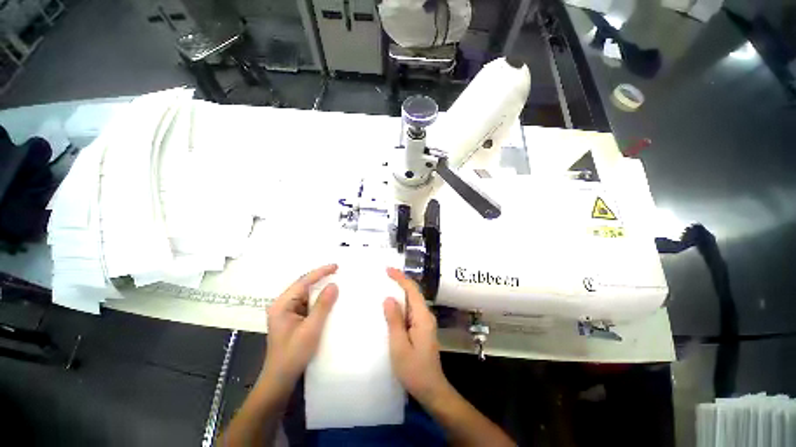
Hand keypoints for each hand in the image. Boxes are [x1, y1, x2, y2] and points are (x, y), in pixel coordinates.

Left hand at [262, 264, 338, 388]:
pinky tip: (329, 299)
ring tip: (337, 282)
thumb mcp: (311, 329)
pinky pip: (308, 303)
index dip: (320, 272)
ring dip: (321, 289)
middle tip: (339, 273)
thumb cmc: (293, 354)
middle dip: (321, 278)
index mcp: (282, 305)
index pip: (303, 282)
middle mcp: (283, 305)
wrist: (281, 379)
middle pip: (304, 286)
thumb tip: (334, 285)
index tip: (336, 266)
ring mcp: (288, 312)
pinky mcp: (293, 318)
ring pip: (307, 294)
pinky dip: (319, 300)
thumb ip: (323, 306)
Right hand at [383, 267, 450, 404]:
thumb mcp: (399, 346)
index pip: (412, 290)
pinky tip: (392, 304)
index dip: (401, 278)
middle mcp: (426, 315)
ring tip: (386, 284)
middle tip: (385, 274)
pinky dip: (401, 302)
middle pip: (414, 292)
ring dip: (401, 291)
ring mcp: (425, 322)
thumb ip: (394, 321)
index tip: (388, 269)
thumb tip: (388, 298)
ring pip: (412, 300)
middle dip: (401, 281)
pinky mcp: (422, 328)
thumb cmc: (414, 370)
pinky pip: (411, 309)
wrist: (431, 389)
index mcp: (422, 317)